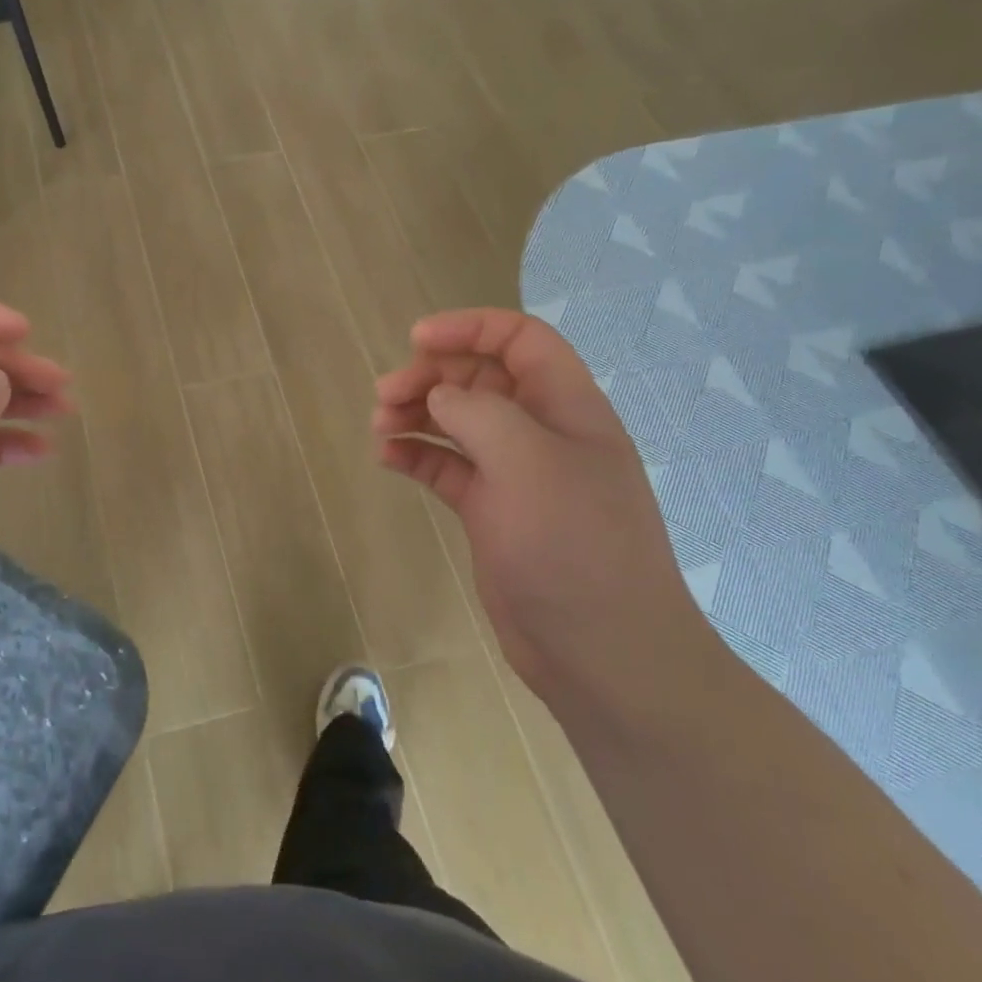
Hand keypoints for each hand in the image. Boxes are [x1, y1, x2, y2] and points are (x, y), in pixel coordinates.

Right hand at [373, 309, 721, 700]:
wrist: (601, 652)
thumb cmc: (573, 545)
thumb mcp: (528, 463)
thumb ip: (479, 413)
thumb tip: (441, 396)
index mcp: (567, 407)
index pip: (520, 340)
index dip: (470, 328)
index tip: (415, 340)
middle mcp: (541, 433)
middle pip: (480, 379)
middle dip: (431, 376)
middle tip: (385, 395)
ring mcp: (516, 475)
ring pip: (459, 422)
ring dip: (418, 414)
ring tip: (380, 426)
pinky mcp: (492, 511)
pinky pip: (447, 467)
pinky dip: (417, 455)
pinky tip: (387, 459)